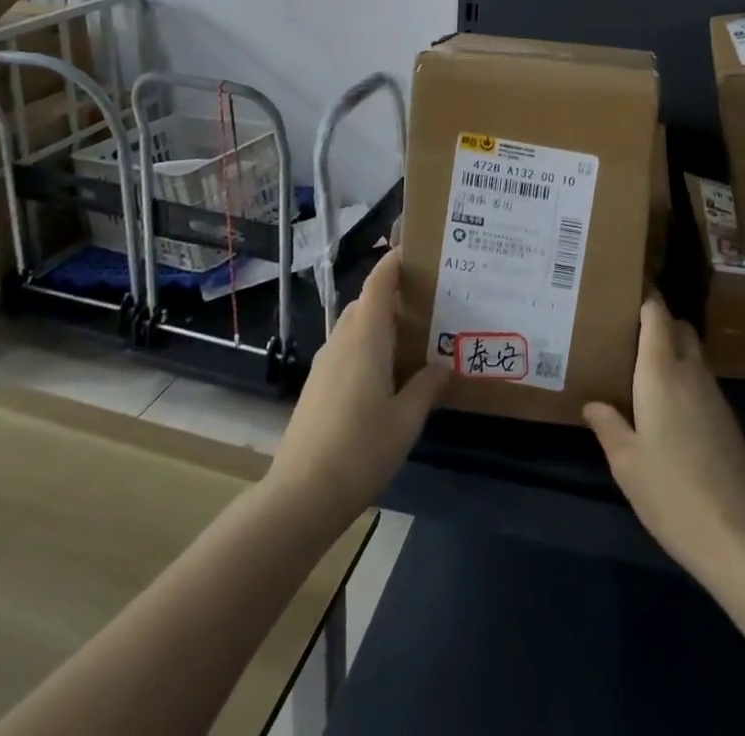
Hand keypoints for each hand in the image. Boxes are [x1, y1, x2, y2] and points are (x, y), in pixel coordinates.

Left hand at [266, 248, 449, 527]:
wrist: (301, 496)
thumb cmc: (361, 449)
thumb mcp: (407, 419)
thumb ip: (427, 387)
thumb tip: (443, 365)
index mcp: (365, 336)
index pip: (378, 282)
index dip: (394, 261)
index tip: (416, 249)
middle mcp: (342, 340)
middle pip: (367, 302)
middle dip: (393, 294)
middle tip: (429, 301)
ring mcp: (325, 364)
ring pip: (355, 327)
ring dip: (380, 323)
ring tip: (413, 337)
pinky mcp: (316, 387)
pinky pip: (346, 350)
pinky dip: (367, 347)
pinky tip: (386, 375)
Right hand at [584, 295, 744, 579]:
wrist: (741, 535)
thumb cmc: (673, 493)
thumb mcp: (627, 464)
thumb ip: (608, 426)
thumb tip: (593, 403)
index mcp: (661, 372)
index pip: (657, 314)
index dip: (644, 297)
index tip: (623, 292)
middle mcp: (691, 372)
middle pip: (679, 328)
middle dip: (657, 323)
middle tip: (626, 337)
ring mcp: (714, 395)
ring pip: (692, 354)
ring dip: (671, 353)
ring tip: (639, 372)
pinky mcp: (727, 419)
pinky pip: (701, 381)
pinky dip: (683, 379)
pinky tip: (664, 409)